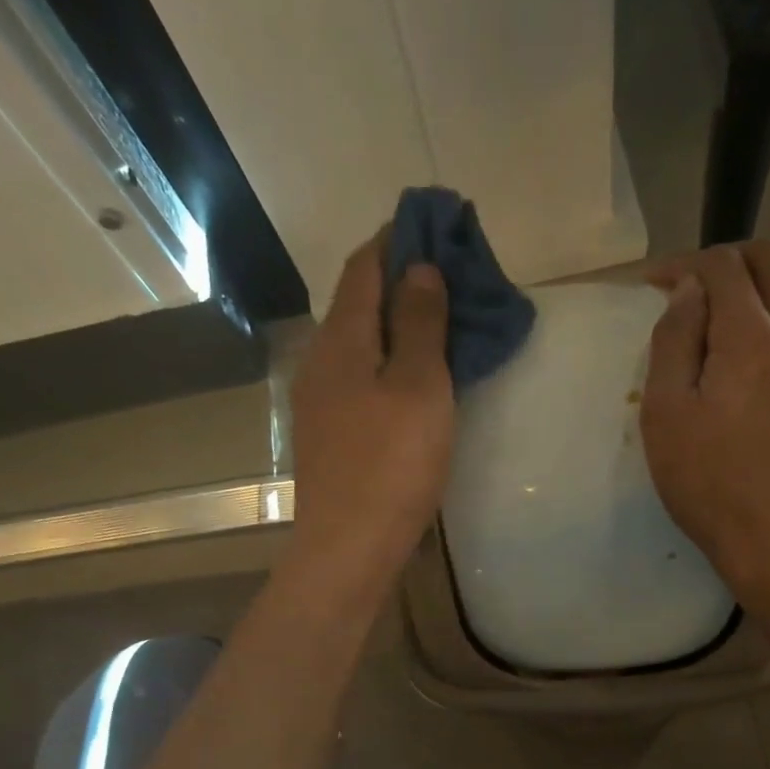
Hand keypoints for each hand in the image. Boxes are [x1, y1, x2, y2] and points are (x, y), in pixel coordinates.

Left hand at [287, 232, 454, 597]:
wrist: (348, 547)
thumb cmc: (392, 465)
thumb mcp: (420, 387)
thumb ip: (421, 324)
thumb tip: (418, 267)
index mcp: (342, 339)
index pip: (365, 265)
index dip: (397, 237)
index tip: (435, 221)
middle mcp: (321, 360)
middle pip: (358, 301)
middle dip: (399, 278)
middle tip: (450, 274)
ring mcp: (319, 400)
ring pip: (360, 342)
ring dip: (396, 322)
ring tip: (440, 321)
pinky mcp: (328, 433)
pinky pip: (360, 375)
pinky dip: (388, 359)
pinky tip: (413, 376)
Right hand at [640, 241, 769, 599]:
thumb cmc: (712, 487)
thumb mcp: (666, 418)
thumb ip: (674, 344)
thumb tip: (687, 291)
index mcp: (751, 337)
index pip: (721, 266)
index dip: (684, 263)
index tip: (656, 283)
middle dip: (731, 262)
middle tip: (698, 289)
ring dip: (769, 297)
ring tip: (739, 332)